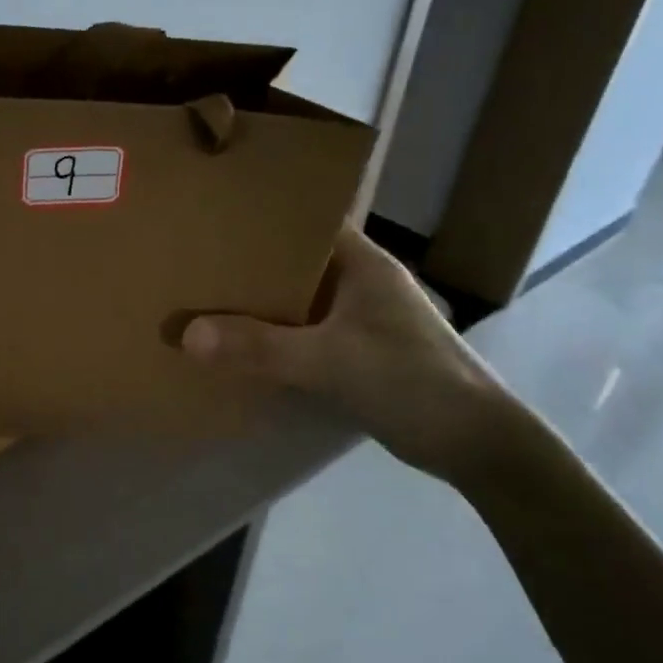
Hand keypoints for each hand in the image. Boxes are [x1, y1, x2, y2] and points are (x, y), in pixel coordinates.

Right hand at [181, 225, 511, 483]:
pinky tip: (238, 347)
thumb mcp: (329, 362)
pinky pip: (302, 334)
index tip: (210, 220)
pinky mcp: (356, 352)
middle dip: (247, 266)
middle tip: (191, 265)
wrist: (475, 444)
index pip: (305, 223)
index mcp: (362, 263)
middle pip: (293, 263)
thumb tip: (187, 334)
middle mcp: (359, 283)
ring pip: (295, 301)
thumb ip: (260, 348)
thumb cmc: (411, 382)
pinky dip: (273, 338)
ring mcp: (359, 319)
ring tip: (202, 302)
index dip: (260, 219)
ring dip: (257, 306)